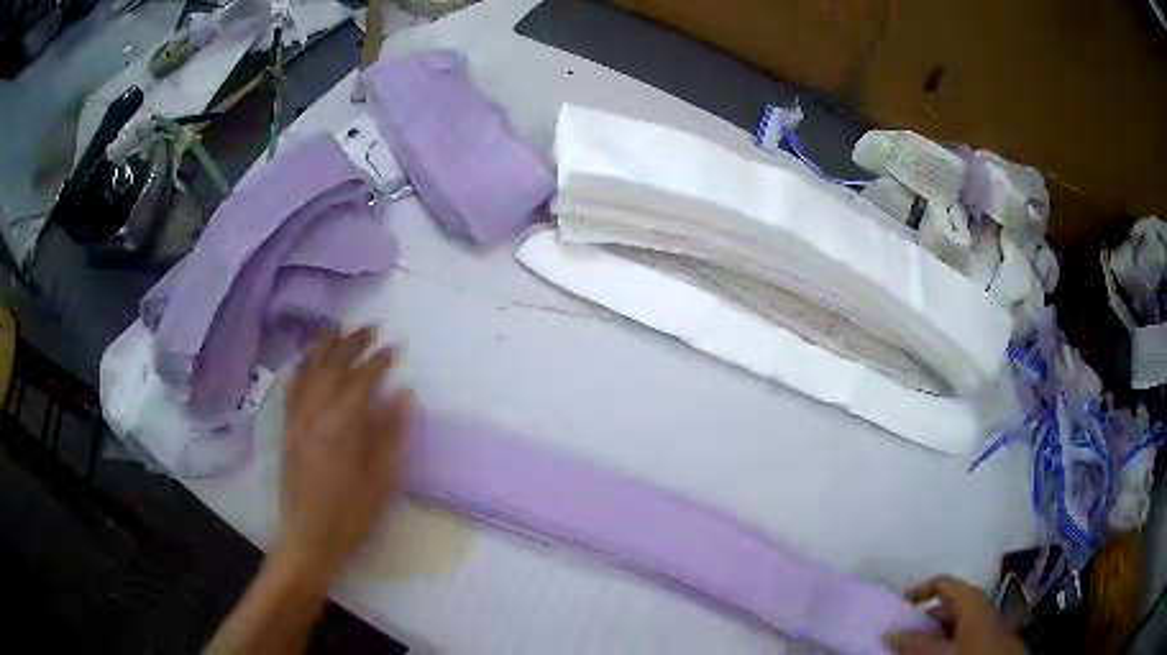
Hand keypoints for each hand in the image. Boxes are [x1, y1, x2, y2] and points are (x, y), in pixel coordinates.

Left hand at [276, 327, 412, 578]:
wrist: (311, 534)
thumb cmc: (353, 510)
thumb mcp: (384, 476)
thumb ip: (392, 431)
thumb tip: (403, 393)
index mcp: (343, 422)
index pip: (363, 379)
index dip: (380, 361)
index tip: (395, 347)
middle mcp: (316, 411)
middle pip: (334, 366)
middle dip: (353, 343)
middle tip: (370, 328)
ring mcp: (298, 418)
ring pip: (310, 371)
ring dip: (324, 346)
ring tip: (336, 328)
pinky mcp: (288, 428)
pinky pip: (293, 388)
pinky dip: (302, 368)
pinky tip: (307, 361)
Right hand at [888, 576, 1025, 653]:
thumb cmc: (974, 654)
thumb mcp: (942, 652)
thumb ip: (918, 642)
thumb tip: (893, 630)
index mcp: (974, 602)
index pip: (947, 582)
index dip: (923, 588)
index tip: (902, 603)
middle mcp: (984, 608)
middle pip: (953, 605)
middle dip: (928, 617)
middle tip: (906, 634)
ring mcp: (990, 625)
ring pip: (960, 623)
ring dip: (938, 633)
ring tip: (920, 648)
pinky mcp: (993, 640)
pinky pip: (968, 635)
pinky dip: (951, 641)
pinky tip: (944, 652)